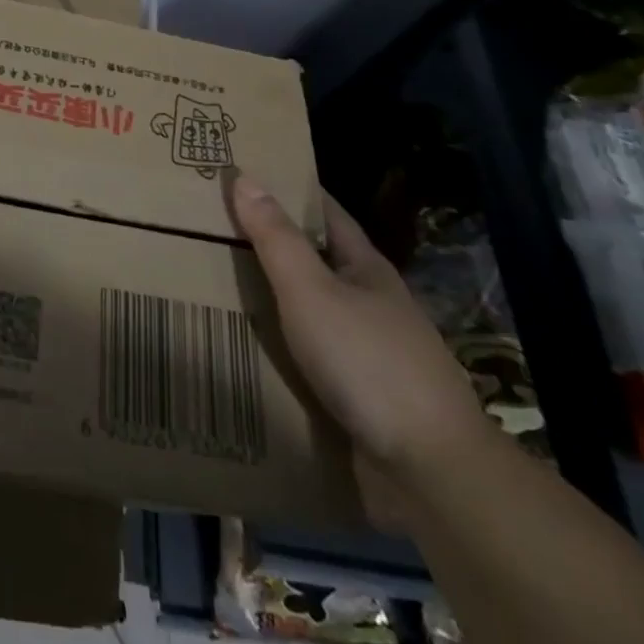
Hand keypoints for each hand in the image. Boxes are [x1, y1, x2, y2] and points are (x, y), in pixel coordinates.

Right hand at [228, 175, 495, 510]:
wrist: (429, 469)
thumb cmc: (367, 361)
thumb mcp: (311, 291)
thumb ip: (276, 238)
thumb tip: (246, 177)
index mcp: (367, 269)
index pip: (326, 213)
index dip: (290, 190)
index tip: (248, 173)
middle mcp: (371, 303)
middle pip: (318, 261)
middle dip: (273, 244)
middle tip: (214, 227)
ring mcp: (369, 351)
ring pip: (312, 310)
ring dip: (274, 298)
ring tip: (218, 284)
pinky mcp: (360, 394)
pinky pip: (310, 355)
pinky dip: (280, 344)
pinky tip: (249, 346)